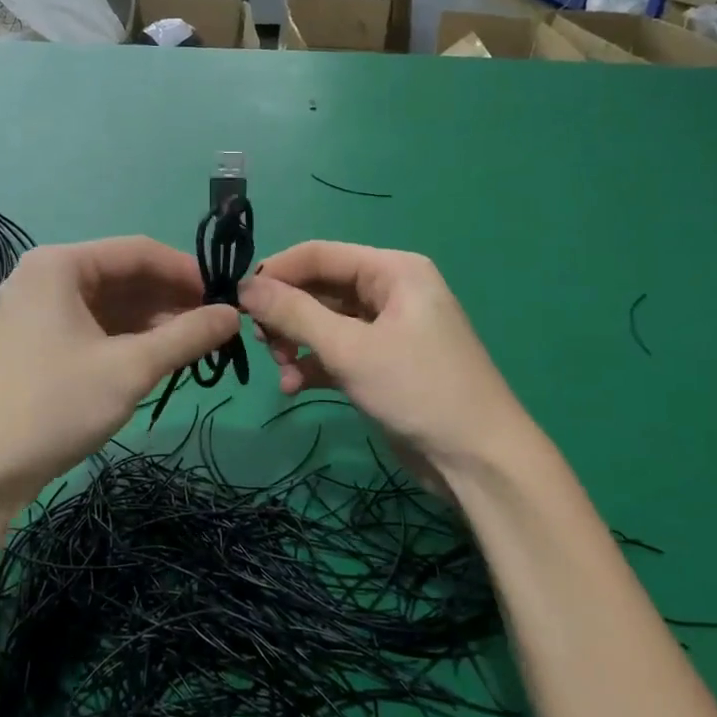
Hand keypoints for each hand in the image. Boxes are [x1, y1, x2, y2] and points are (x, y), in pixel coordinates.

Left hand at [0, 238, 237, 506]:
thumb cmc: (54, 406)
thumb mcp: (129, 369)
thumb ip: (186, 337)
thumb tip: (233, 315)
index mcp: (60, 264)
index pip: (138, 251)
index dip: (187, 272)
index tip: (226, 298)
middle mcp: (43, 276)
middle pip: (122, 276)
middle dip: (170, 300)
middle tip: (214, 328)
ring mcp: (33, 309)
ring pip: (107, 304)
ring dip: (150, 322)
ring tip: (192, 347)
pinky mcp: (31, 341)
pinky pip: (89, 326)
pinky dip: (123, 339)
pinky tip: (154, 358)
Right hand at [238, 242, 531, 483]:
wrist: (478, 461)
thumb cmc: (418, 390)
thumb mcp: (350, 349)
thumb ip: (295, 313)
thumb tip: (245, 287)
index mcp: (392, 271)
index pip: (319, 255)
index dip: (276, 273)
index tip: (238, 300)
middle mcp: (389, 292)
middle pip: (319, 288)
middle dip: (287, 315)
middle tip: (262, 342)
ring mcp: (386, 330)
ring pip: (323, 322)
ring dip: (296, 344)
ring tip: (281, 370)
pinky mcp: (381, 364)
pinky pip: (335, 352)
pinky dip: (312, 366)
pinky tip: (293, 388)